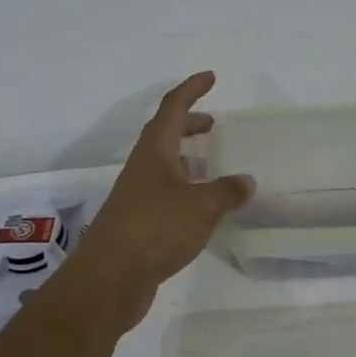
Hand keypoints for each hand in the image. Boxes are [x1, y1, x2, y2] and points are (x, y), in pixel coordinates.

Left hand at [70, 72, 254, 331]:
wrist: (109, 279)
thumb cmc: (155, 230)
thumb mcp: (201, 207)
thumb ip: (226, 192)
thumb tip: (246, 181)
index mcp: (154, 152)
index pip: (172, 108)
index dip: (192, 89)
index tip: (211, 77)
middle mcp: (143, 167)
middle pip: (165, 134)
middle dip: (189, 123)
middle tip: (213, 124)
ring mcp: (138, 195)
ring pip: (164, 165)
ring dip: (186, 157)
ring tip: (213, 164)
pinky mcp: (139, 221)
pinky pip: (166, 192)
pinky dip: (185, 188)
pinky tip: (202, 207)